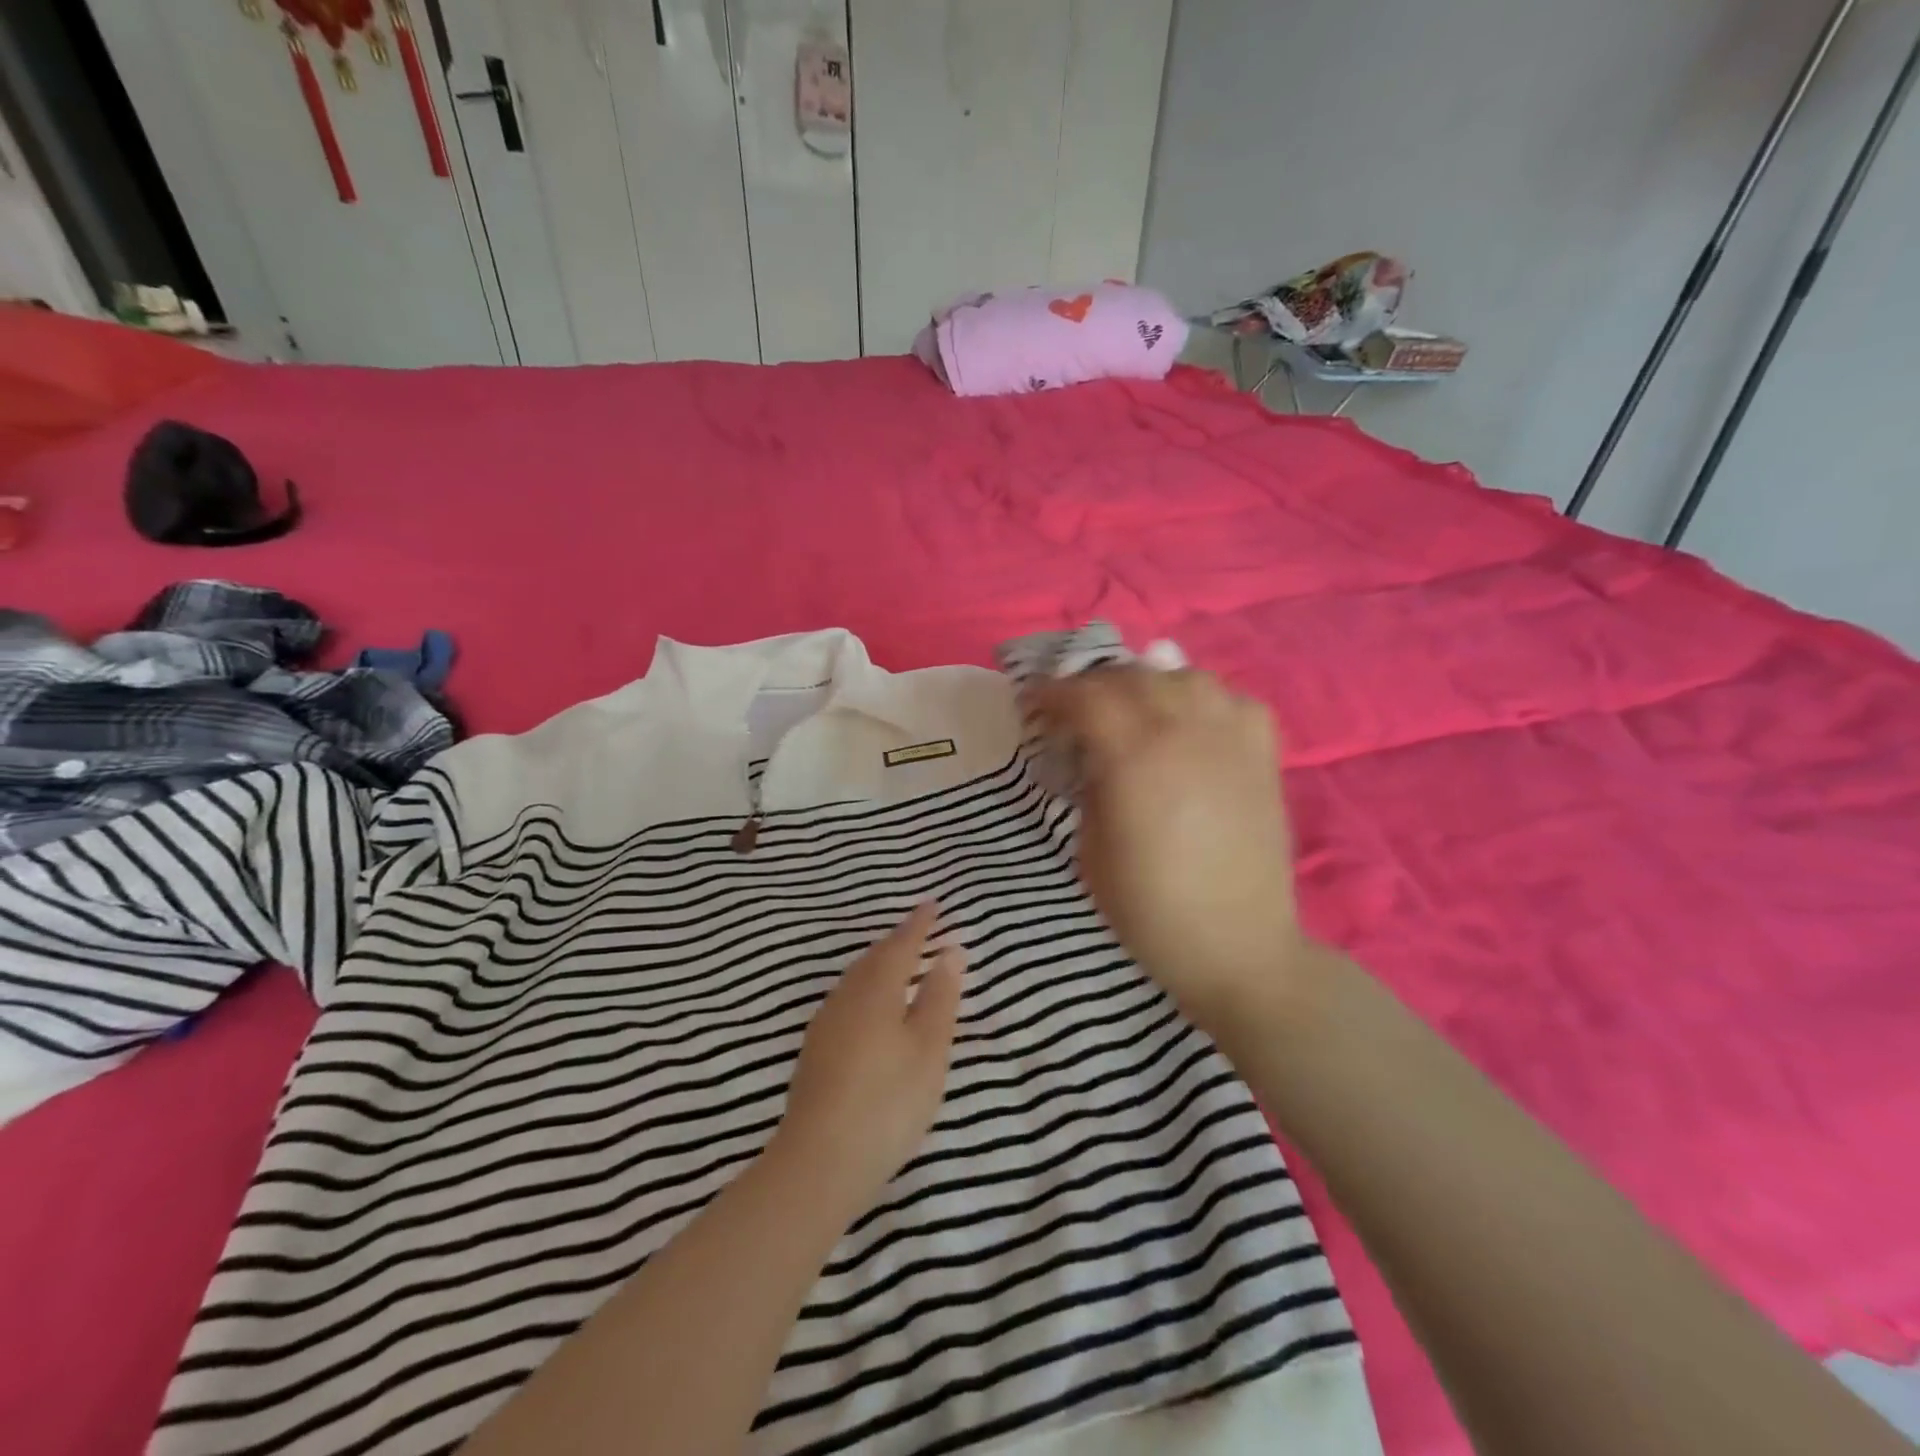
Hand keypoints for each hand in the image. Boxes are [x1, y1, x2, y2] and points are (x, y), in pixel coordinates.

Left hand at [773, 903, 963, 1213]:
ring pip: (857, 980)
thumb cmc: (888, 1100)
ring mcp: (825, 1025)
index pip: (901, 945)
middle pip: (874, 959)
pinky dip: (867, 991)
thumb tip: (950, 952)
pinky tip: (873, 1010)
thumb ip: (940, 997)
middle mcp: (846, 998)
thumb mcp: (928, 1048)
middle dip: (898, 942)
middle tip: (919, 931)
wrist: (819, 1162)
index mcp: (876, 989)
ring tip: (900, 964)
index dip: (919, 925)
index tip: (933, 904)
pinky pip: (847, 1001)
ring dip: (880, 966)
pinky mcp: (815, 1052)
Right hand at [1026, 667, 1306, 1036]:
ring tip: (1135, 709)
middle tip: (1075, 710)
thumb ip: (1089, 786)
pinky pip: (1234, 700)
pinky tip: (1193, 724)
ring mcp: (1231, 739)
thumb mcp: (1091, 849)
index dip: (1052, 694)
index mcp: (1134, 758)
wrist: (1236, 947)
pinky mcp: (1263, 755)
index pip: (1086, 697)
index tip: (1033, 704)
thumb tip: (1091, 753)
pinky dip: (1205, 700)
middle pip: (1133, 677)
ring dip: (1150, 683)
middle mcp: (1185, 732)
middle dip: (1094, 685)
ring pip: (1186, 676)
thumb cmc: (1149, 909)